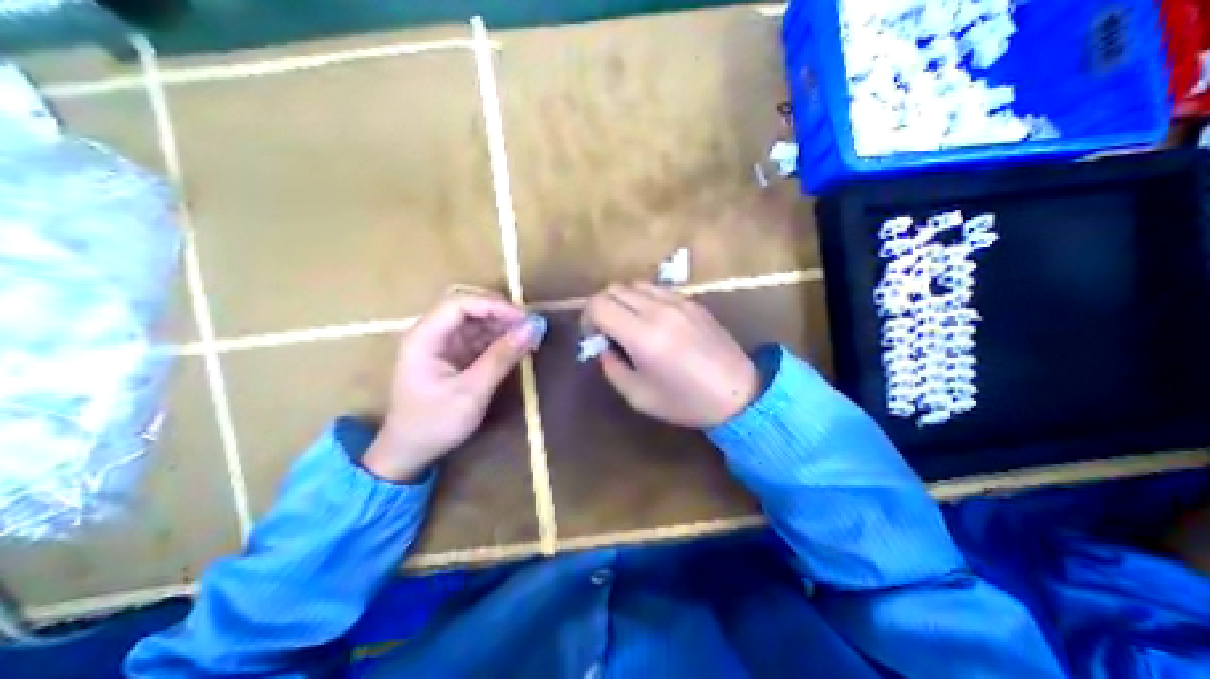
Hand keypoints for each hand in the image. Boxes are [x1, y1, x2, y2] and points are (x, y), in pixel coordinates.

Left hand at [360, 292, 545, 482]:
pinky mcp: (455, 355)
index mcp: (424, 338)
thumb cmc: (434, 424)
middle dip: (501, 314)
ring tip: (530, 337)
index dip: (494, 306)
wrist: (410, 453)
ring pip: (477, 322)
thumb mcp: (472, 392)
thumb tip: (533, 328)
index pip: (460, 304)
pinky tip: (517, 347)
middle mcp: (432, 334)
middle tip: (530, 327)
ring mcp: (444, 344)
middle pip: (469, 309)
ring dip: (504, 327)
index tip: (524, 319)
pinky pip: (480, 338)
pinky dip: (500, 340)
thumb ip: (502, 357)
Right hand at [580, 280, 753, 429]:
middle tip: (609, 333)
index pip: (599, 305)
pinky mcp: (692, 301)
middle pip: (613, 289)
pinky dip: (643, 299)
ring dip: (623, 301)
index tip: (595, 338)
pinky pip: (656, 289)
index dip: (587, 319)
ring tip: (630, 325)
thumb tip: (605, 347)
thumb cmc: (686, 401)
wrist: (738, 393)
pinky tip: (653, 321)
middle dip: (602, 308)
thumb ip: (612, 368)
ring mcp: (678, 301)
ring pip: (634, 285)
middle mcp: (658, 310)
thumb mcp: (638, 396)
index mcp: (642, 336)